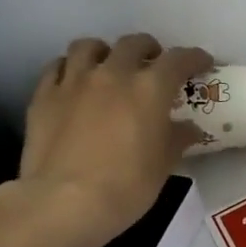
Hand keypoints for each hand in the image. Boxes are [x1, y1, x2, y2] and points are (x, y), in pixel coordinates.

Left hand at [1, 34, 212, 246]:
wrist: (64, 203)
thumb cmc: (125, 187)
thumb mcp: (163, 166)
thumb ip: (177, 139)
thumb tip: (189, 129)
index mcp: (149, 88)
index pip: (178, 60)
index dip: (194, 58)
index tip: (202, 63)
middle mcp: (112, 74)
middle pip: (133, 44)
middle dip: (148, 49)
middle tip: (153, 64)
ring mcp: (74, 81)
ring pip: (89, 46)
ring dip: (105, 52)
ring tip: (109, 66)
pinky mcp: (44, 96)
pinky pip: (57, 67)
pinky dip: (70, 69)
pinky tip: (74, 83)